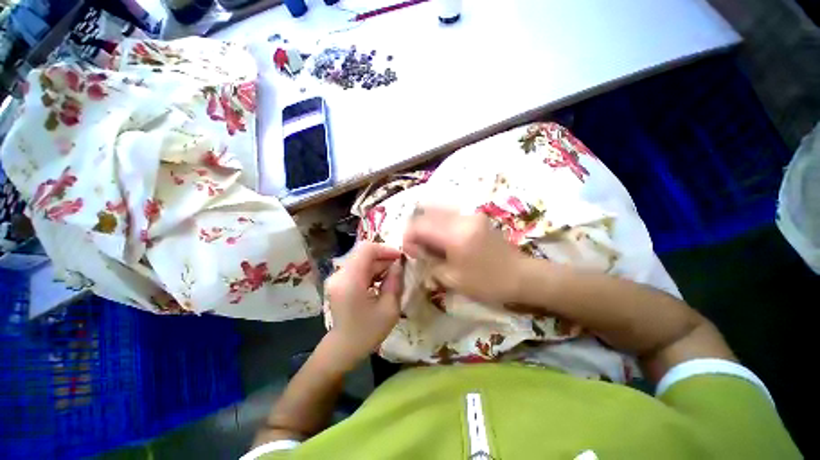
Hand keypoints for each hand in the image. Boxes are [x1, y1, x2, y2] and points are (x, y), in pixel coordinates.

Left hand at [324, 242, 403, 370]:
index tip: (400, 258)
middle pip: (364, 254)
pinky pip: (358, 269)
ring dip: (378, 265)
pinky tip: (380, 283)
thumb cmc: (367, 332)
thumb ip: (395, 282)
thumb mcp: (389, 308)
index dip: (385, 249)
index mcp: (350, 280)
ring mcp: (337, 278)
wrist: (343, 349)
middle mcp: (340, 274)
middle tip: (399, 269)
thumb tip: (399, 264)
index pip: (367, 249)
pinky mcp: (339, 282)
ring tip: (392, 278)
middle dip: (384, 258)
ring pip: (361, 261)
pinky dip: (371, 271)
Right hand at [403, 206, 526, 304]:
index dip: (408, 237)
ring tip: (429, 242)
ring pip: (437, 210)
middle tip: (418, 247)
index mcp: (454, 235)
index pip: (419, 225)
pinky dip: (439, 223)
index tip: (410, 251)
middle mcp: (461, 218)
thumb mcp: (452, 279)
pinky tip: (442, 238)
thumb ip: (429, 261)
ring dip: (427, 224)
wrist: (521, 275)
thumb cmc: (487, 282)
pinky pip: (449, 214)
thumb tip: (415, 250)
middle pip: (426, 213)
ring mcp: (470, 214)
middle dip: (416, 229)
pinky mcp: (476, 216)